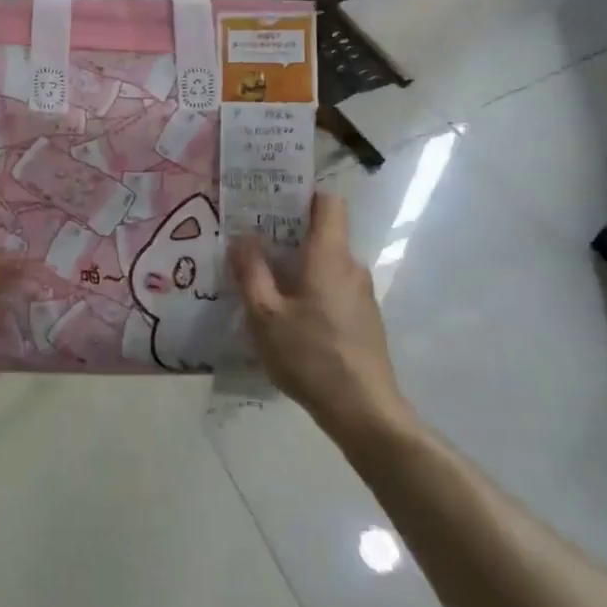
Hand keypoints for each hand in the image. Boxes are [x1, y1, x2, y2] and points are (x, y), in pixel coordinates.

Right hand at [228, 192, 415, 446]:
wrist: (364, 411)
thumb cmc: (310, 356)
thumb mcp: (265, 316)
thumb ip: (251, 272)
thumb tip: (243, 237)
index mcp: (329, 256)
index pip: (328, 202)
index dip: (302, 195)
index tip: (271, 203)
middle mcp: (351, 266)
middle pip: (322, 234)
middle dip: (287, 235)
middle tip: (251, 245)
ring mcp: (361, 294)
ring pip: (326, 264)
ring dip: (297, 267)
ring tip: (262, 283)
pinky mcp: (364, 319)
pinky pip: (333, 288)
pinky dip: (310, 291)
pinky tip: (288, 318)